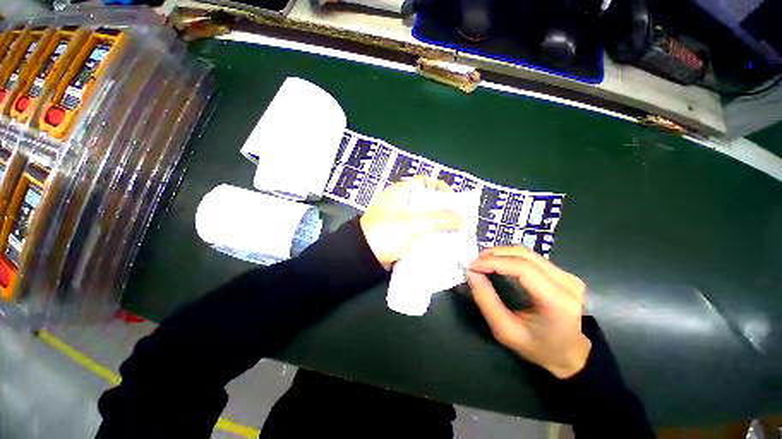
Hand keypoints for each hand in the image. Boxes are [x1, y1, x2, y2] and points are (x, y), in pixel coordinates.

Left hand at [360, 176, 461, 269]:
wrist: (364, 256)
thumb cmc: (386, 233)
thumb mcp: (414, 223)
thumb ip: (439, 219)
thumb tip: (462, 218)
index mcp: (402, 192)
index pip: (426, 182)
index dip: (442, 189)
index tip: (454, 203)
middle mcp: (402, 202)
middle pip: (429, 201)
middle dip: (444, 210)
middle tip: (456, 220)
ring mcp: (402, 217)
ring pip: (426, 216)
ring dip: (438, 224)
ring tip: (452, 232)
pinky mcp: (402, 231)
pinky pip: (421, 229)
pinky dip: (430, 233)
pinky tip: (440, 240)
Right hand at [467, 247, 590, 378]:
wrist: (571, 355)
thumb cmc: (538, 347)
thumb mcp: (506, 331)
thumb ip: (486, 301)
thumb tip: (471, 274)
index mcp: (557, 301)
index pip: (523, 268)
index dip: (494, 262)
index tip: (472, 266)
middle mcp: (567, 282)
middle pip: (525, 255)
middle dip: (495, 254)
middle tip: (475, 262)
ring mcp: (567, 275)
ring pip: (527, 252)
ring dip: (501, 254)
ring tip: (483, 262)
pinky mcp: (562, 273)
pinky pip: (531, 258)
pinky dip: (509, 257)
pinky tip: (497, 263)